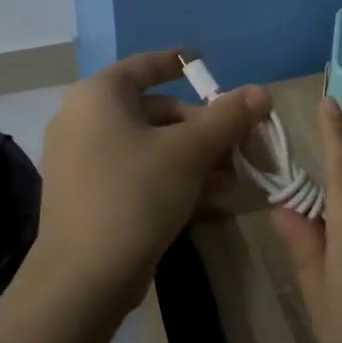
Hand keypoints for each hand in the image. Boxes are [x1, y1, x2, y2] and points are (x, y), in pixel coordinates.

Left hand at [35, 50, 270, 310]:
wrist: (82, 280)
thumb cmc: (135, 195)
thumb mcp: (189, 152)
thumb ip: (227, 117)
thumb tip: (261, 92)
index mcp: (98, 95)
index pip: (146, 65)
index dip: (179, 62)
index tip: (204, 62)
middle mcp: (82, 117)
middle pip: (155, 109)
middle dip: (202, 127)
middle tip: (239, 144)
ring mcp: (80, 157)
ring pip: (149, 143)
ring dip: (194, 155)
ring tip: (233, 177)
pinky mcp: (86, 192)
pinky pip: (135, 168)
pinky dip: (170, 174)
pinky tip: (208, 195)